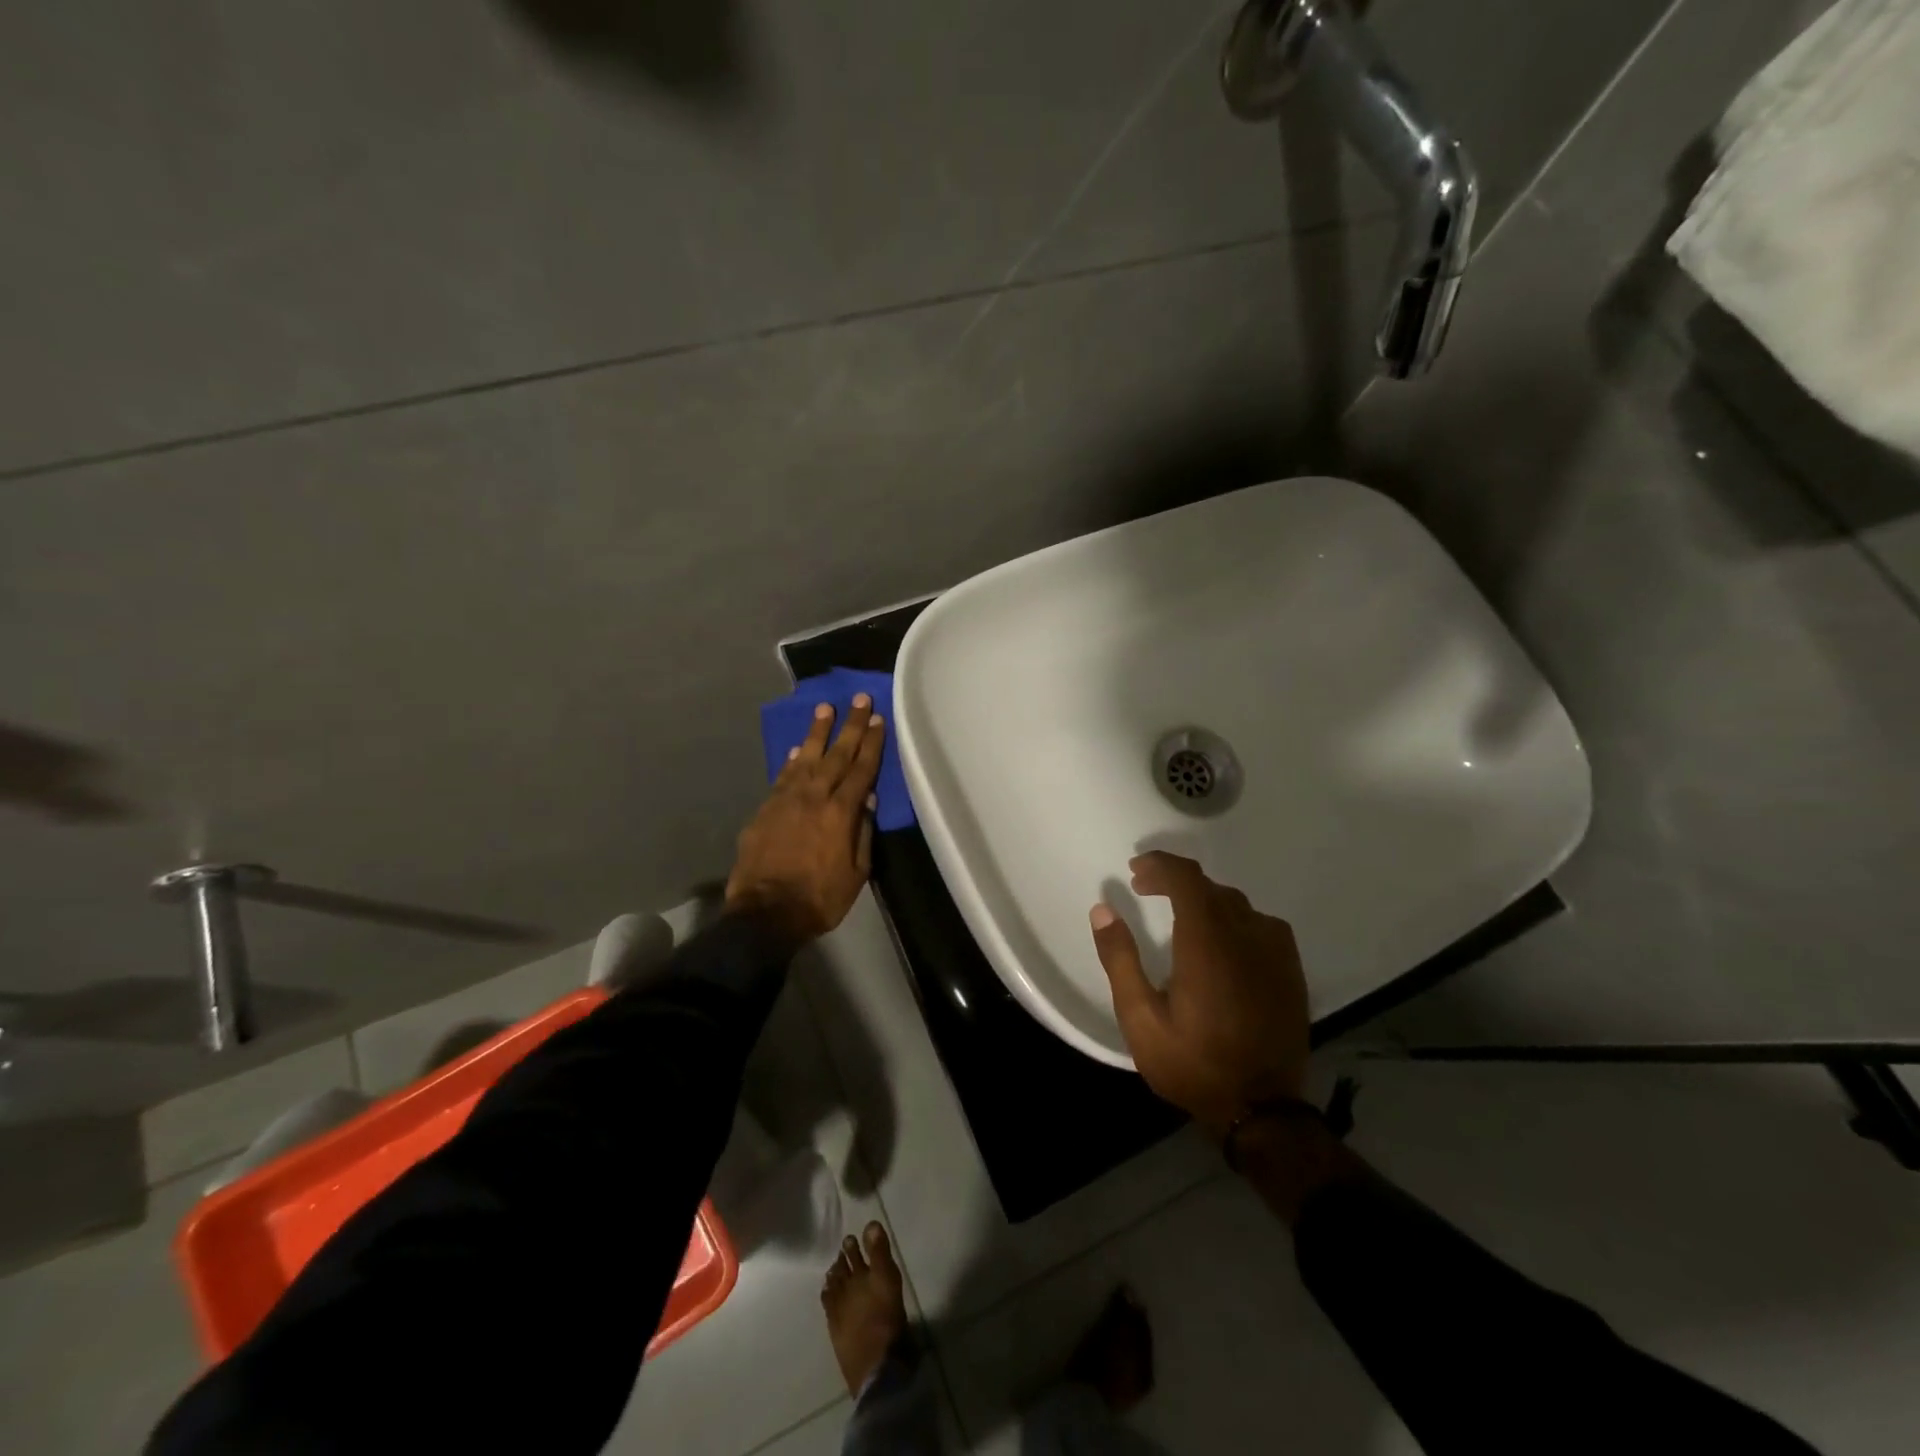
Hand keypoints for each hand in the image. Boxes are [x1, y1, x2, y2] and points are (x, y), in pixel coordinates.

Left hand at [726, 696, 886, 946]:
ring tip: (825, 709)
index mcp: (841, 812)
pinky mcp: (765, 810)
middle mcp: (814, 797)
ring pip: (806, 758)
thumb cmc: (820, 898)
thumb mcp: (856, 873)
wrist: (765, 914)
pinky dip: (792, 761)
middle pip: (836, 755)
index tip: (879, 720)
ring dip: (817, 732)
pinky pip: (782, 777)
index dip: (871, 743)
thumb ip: (862, 833)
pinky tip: (798, 750)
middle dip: (850, 726)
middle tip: (859, 699)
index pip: (861, 769)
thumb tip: (867, 800)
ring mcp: (786, 800)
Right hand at [1089, 852, 1308, 1138]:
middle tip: (1144, 889)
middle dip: (1175, 880)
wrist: (1262, 1111)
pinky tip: (1221, 937)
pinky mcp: (1291, 970)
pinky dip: (1234, 917)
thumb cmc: (1193, 1064)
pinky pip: (1261, 923)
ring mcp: (1275, 953)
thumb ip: (1120, 960)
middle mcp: (1246, 937)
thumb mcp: (1141, 1019)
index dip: (1160, 865)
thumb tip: (1103, 909)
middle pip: (1210, 887)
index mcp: (1208, 944)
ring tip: (1178, 912)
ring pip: (1236, 903)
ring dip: (1204, 898)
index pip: (1187, 879)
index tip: (1135, 870)